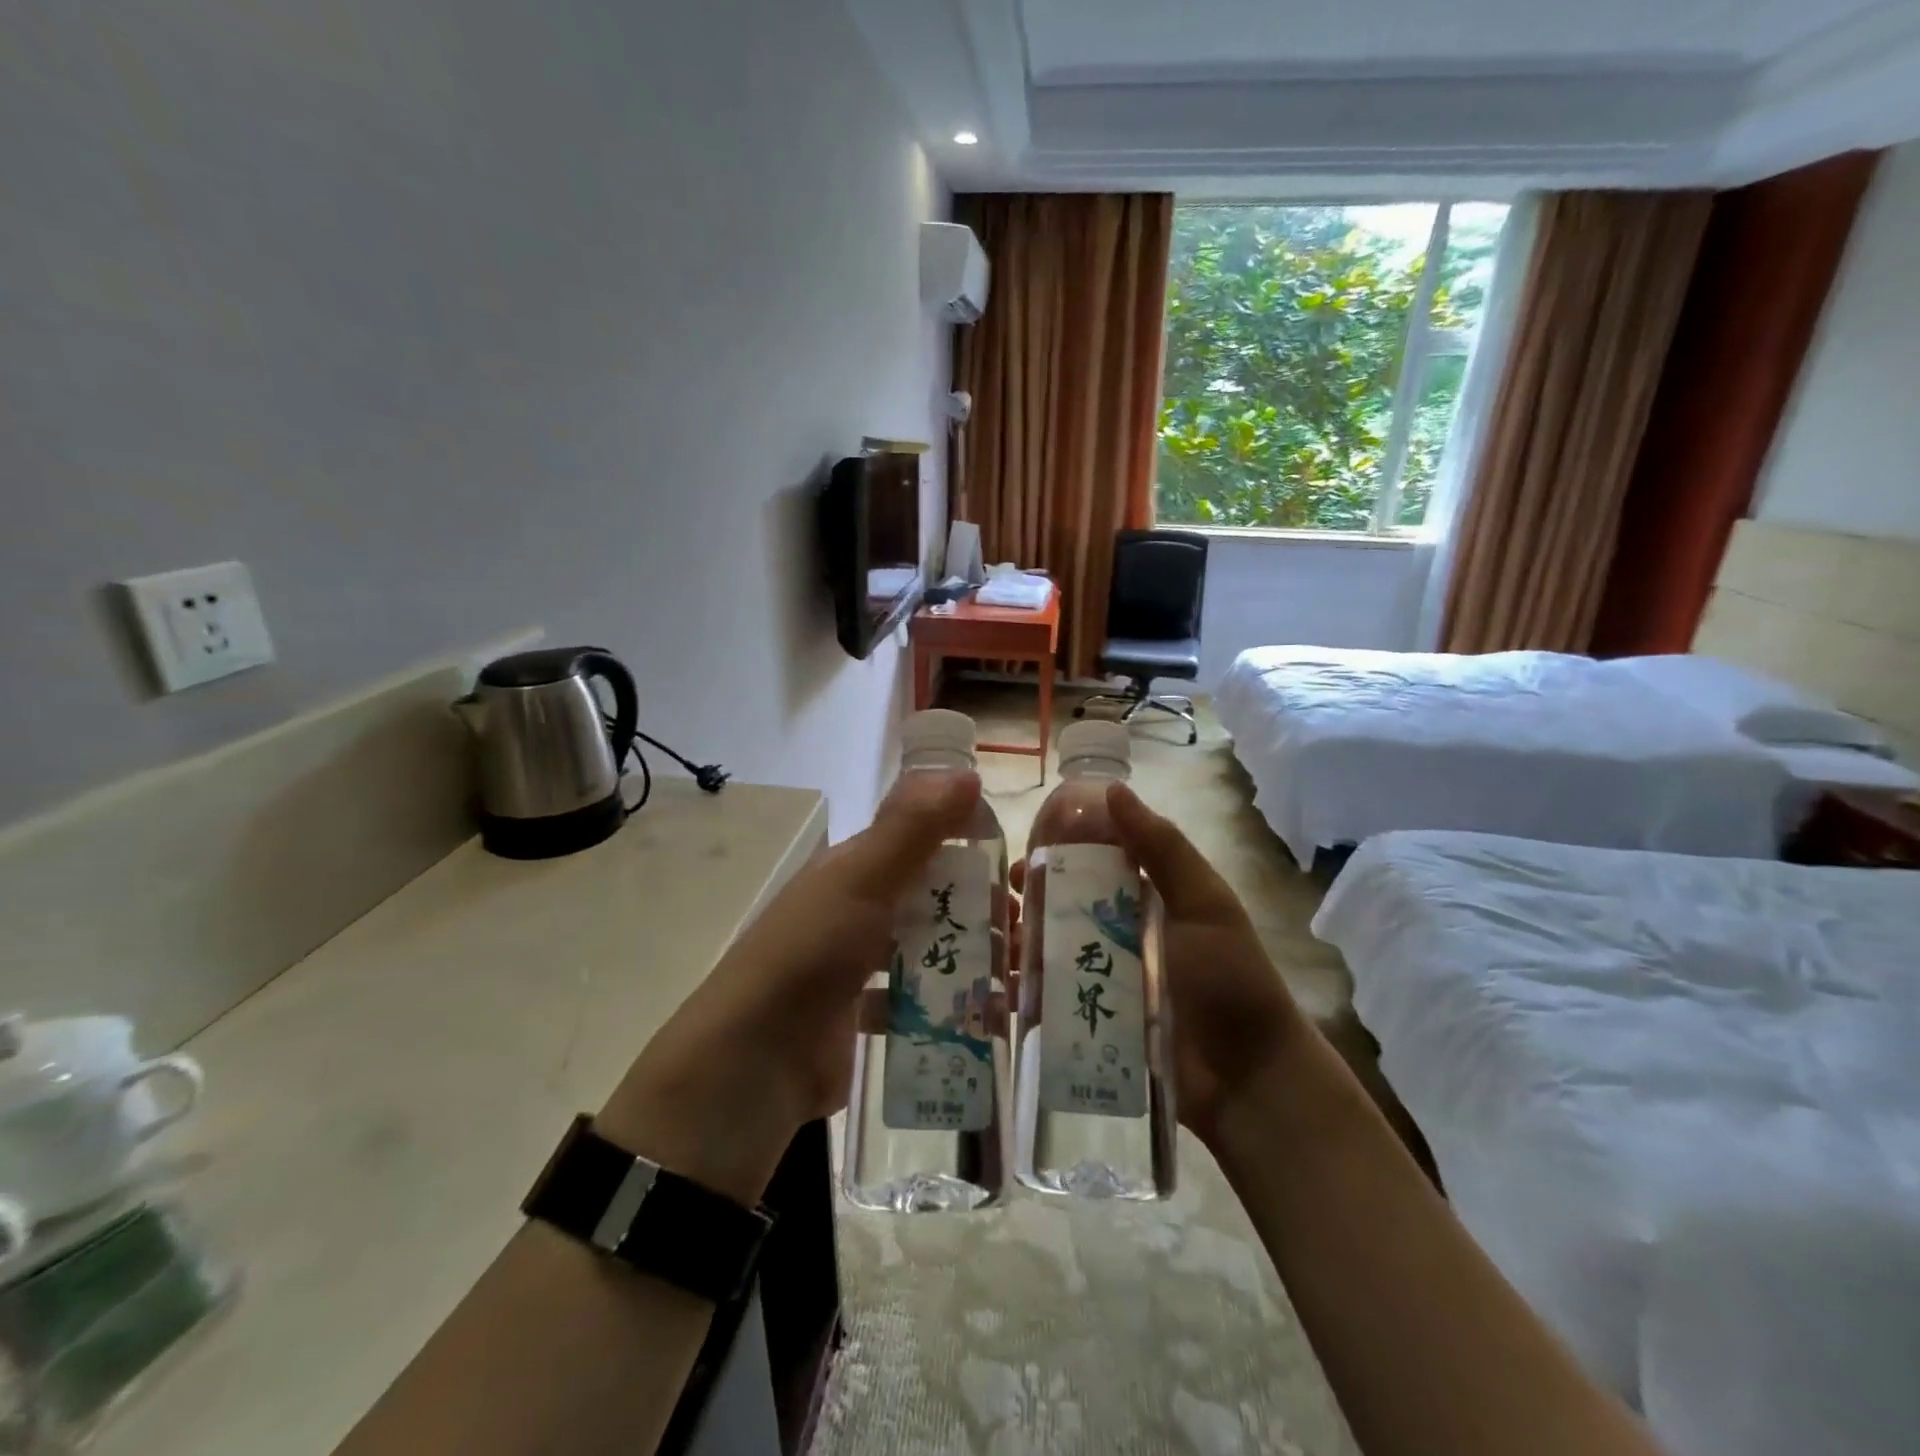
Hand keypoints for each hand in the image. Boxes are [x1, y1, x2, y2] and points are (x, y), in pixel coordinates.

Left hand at [598, 771, 983, 1201]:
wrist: (754, 1063)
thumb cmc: (811, 953)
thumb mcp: (862, 880)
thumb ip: (913, 828)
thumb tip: (966, 772)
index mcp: (856, 868)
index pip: (923, 841)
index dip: (969, 845)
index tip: (1016, 869)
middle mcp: (860, 909)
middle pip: (934, 898)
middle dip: (982, 910)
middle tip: (1028, 933)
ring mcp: (863, 966)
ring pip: (931, 950)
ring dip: (973, 959)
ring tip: (1020, 980)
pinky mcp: (868, 1017)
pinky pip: (921, 1003)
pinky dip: (953, 1007)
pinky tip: (990, 1019)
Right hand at [1010, 782, 1305, 1146]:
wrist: (1248, 1081)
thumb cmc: (1229, 980)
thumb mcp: (1204, 904)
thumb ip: (1162, 848)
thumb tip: (1112, 789)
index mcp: (1144, 901)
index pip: (1090, 865)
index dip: (1054, 855)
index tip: (1021, 854)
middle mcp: (1118, 936)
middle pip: (1061, 909)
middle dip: (1027, 902)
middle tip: (999, 903)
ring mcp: (1102, 982)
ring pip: (1048, 952)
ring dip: (1019, 943)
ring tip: (993, 943)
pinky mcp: (1090, 1025)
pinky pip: (1047, 1002)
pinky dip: (1021, 991)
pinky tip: (998, 986)